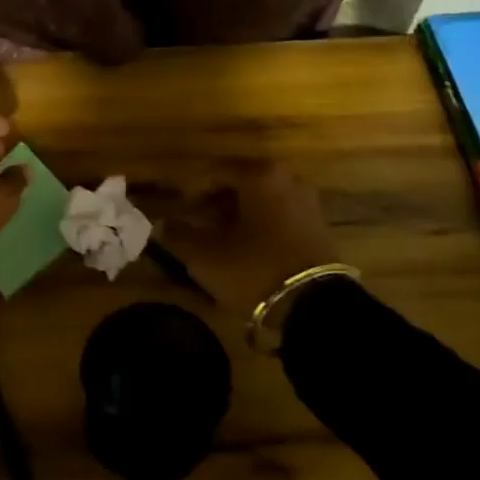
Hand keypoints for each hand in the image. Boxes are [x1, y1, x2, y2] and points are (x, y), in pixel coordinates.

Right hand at [141, 160, 339, 311]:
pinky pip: (279, 216)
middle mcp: (287, 178)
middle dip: (215, 203)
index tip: (179, 211)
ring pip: (260, 201)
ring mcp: (307, 202)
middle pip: (240, 185)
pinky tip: (245, 249)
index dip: (192, 192)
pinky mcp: (318, 226)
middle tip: (197, 225)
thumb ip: (178, 235)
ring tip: (219, 240)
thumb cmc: (254, 269)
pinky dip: (260, 226)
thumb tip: (161, 225)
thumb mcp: (206, 256)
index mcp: (259, 174)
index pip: (214, 172)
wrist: (315, 307)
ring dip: (238, 216)